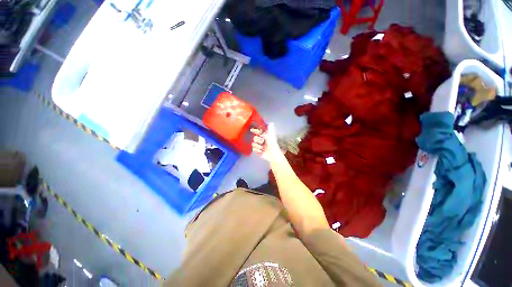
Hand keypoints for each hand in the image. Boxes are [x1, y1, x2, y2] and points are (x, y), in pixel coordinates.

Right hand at [251, 123, 282, 162]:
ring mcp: (259, 146)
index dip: (255, 131)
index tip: (252, 130)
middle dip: (258, 140)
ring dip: (258, 146)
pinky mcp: (257, 151)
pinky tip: (261, 151)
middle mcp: (261, 140)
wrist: (273, 155)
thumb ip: (270, 130)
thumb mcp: (271, 136)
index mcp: (264, 136)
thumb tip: (271, 123)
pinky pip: (253, 149)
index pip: (258, 132)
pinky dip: (257, 150)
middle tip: (262, 142)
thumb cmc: (273, 145)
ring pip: (253, 144)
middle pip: (254, 138)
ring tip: (262, 148)